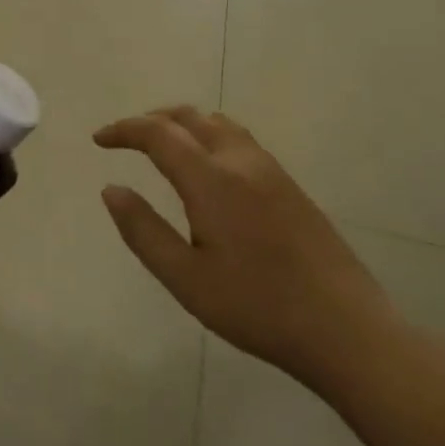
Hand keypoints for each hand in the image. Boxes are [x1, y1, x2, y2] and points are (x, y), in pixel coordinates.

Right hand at [95, 107, 394, 393]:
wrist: (345, 328)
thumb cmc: (257, 307)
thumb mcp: (186, 279)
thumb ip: (143, 230)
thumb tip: (111, 189)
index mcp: (212, 180)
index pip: (159, 134)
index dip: (125, 130)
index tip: (99, 140)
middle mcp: (241, 162)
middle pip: (191, 117)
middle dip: (152, 120)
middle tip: (126, 138)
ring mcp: (271, 171)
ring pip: (220, 124)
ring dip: (184, 124)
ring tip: (163, 145)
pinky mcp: (291, 186)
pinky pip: (240, 141)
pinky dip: (210, 136)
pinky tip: (208, 170)